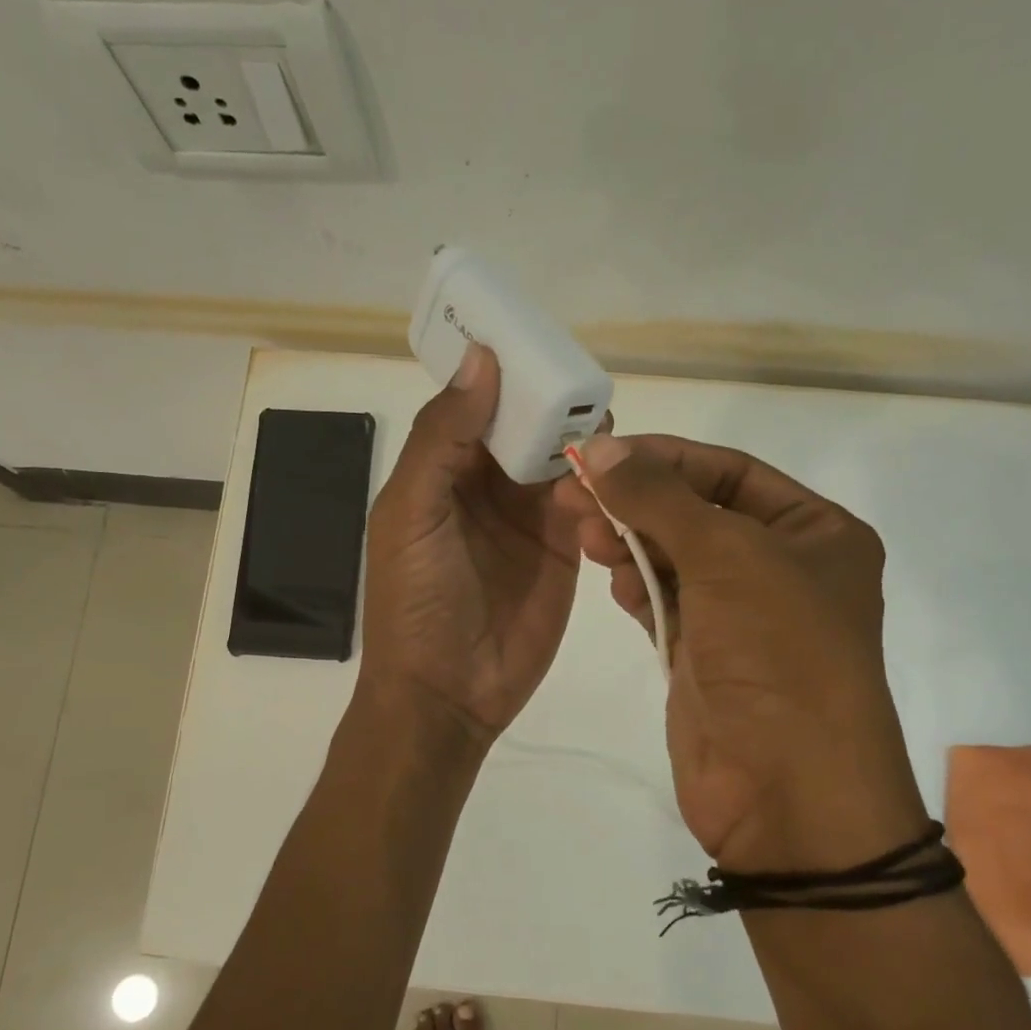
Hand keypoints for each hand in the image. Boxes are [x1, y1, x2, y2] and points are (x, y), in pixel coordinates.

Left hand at [360, 342, 582, 745]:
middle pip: (526, 425)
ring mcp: (529, 517)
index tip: (538, 335)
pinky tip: (618, 474)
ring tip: (607, 423)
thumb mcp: (412, 512)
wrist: (448, 693)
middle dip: (552, 401)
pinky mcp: (565, 548)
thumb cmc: (416, 601)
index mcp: (441, 469)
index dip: (502, 371)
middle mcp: (486, 485)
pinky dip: (603, 485)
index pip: (476, 403)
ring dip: (582, 440)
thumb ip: (443, 437)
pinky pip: (590, 503)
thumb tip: (483, 360)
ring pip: (563, 459)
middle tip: (586, 380)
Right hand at [554, 433, 928, 871]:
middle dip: (639, 501)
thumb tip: (601, 447)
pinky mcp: (705, 658)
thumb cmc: (777, 653)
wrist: (788, 791)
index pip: (730, 472)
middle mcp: (783, 569)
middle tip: (575, 495)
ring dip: (631, 542)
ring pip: (675, 559)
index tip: (603, 453)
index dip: (666, 458)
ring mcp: (742, 617)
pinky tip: (613, 577)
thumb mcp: (725, 556)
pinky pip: (665, 604)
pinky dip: (638, 586)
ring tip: (586, 535)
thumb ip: (658, 498)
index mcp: (816, 533)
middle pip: (697, 514)